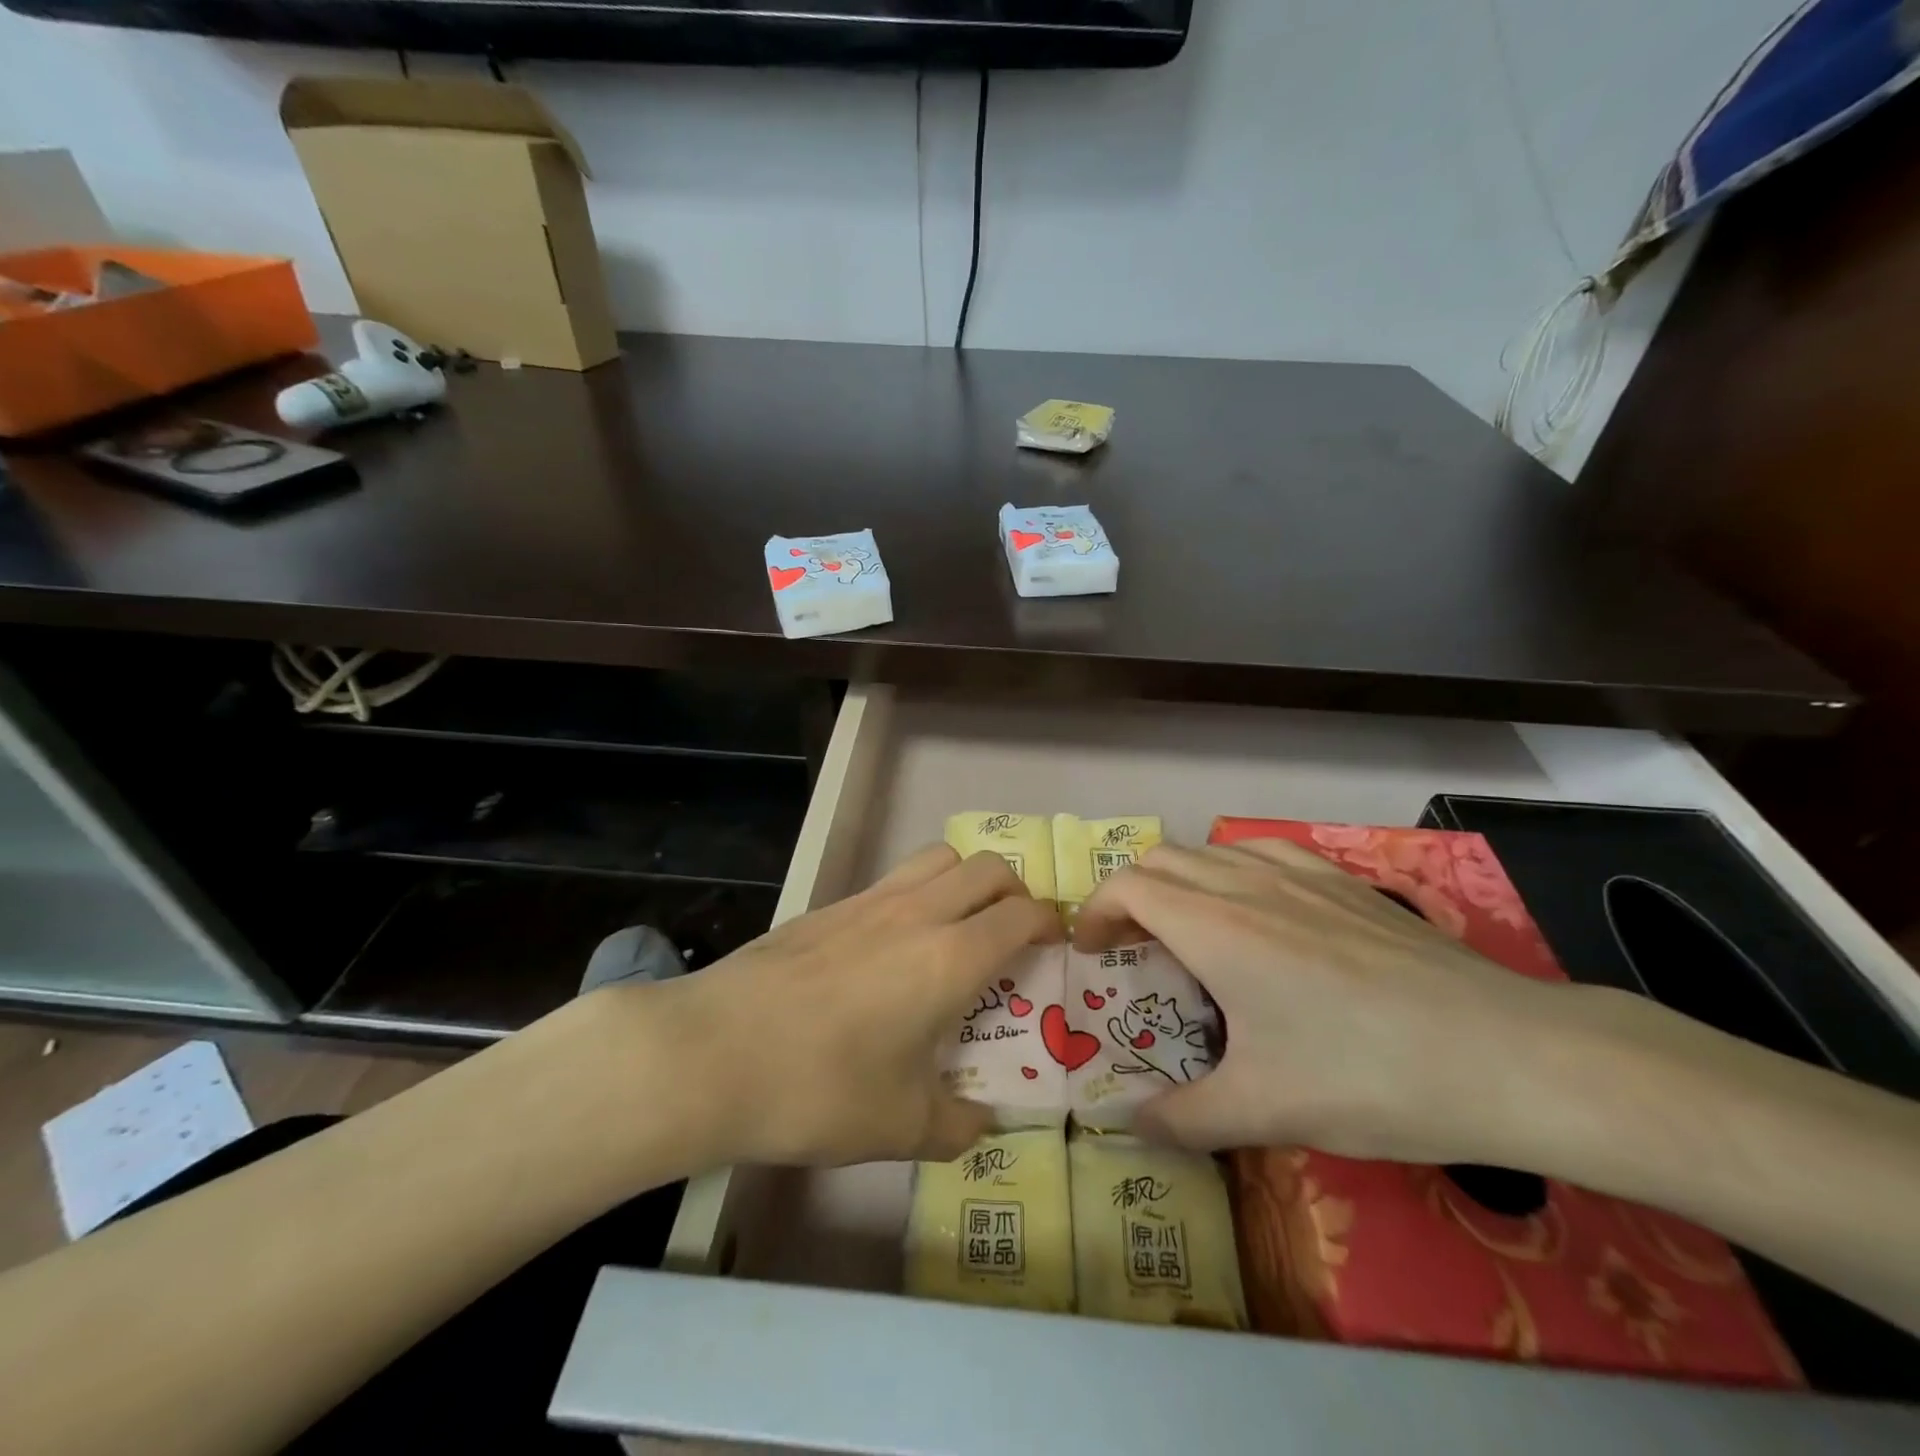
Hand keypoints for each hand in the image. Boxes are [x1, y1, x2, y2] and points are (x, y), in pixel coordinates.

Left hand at [635, 846, 1059, 1167]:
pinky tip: (895, 944)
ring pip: (938, 857)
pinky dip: (918, 892)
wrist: (712, 1053)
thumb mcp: (899, 1127)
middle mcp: (917, 914)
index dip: (1049, 923)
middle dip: (1014, 893)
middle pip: (986, 867)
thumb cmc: (818, 1090)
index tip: (1056, 944)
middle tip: (1012, 935)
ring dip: (965, 879)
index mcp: (949, 958)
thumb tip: (983, 1122)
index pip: (1020, 916)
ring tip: (959, 925)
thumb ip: (956, 1125)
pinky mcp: (830, 906)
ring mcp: (868, 902)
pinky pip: (894, 879)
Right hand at [1074, 839, 1597, 1163]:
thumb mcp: (1265, 1110)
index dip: (1096, 911)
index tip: (1091, 952)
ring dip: (1179, 881)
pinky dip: (1232, 870)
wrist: (1507, 1055)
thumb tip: (1126, 1126)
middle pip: (1161, 860)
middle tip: (1132, 947)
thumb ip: (1182, 1118)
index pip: (1128, 887)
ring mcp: (1300, 874)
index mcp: (1214, 927)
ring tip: (1188, 930)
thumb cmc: (1368, 1078)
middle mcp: (1247, 884)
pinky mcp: (1344, 880)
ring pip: (1211, 851)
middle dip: (1129, 896)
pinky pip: (1262, 852)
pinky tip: (1258, 911)